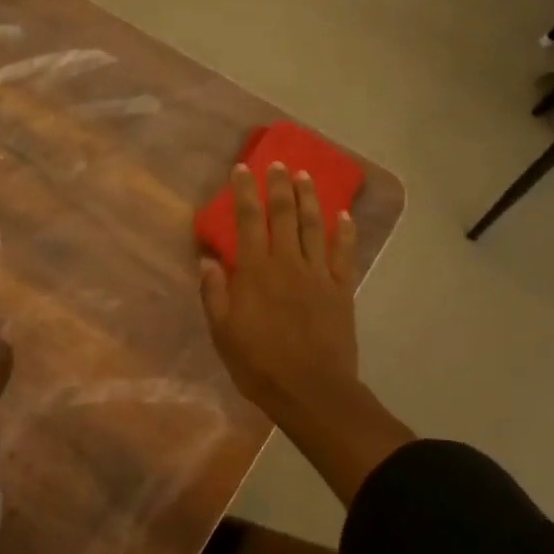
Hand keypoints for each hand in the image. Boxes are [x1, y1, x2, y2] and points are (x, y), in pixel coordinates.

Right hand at [200, 163, 358, 422]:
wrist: (311, 390)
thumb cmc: (259, 364)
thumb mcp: (223, 332)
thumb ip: (215, 293)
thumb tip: (209, 260)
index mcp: (256, 271)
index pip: (248, 221)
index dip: (245, 192)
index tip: (242, 169)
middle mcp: (287, 263)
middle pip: (284, 215)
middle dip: (279, 185)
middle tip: (277, 163)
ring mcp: (318, 274)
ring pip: (314, 226)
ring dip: (309, 199)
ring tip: (304, 176)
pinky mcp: (341, 289)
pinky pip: (343, 254)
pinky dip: (344, 233)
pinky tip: (343, 216)